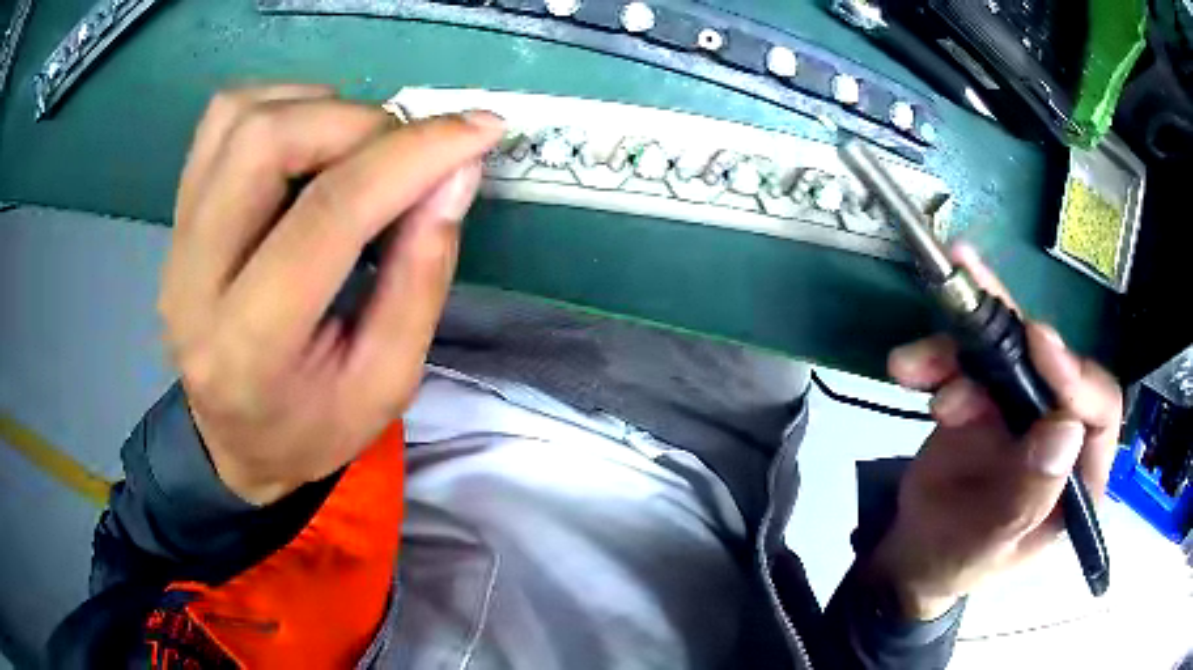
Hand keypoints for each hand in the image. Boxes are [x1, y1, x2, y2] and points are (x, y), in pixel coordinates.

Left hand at [159, 85, 503, 503]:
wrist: (235, 441)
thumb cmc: (314, 427)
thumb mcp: (389, 382)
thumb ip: (422, 276)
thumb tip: (456, 171)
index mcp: (250, 348)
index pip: (327, 216)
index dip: (411, 156)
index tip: (477, 131)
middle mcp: (192, 282)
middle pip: (266, 142)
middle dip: (359, 124)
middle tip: (405, 153)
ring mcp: (175, 241)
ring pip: (240, 116)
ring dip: (319, 109)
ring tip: (359, 149)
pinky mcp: (176, 214)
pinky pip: (224, 118)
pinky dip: (282, 105)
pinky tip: (311, 140)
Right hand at [867, 244, 1122, 619]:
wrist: (913, 555)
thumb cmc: (957, 563)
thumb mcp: (991, 545)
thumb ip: (1028, 499)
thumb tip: (1065, 430)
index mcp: (1079, 475)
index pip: (1100, 411)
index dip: (1076, 375)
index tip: (1038, 345)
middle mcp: (1060, 431)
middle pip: (1052, 365)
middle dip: (1011, 341)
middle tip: (973, 308)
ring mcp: (1025, 409)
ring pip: (1008, 351)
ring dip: (961, 347)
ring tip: (916, 364)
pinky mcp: (990, 397)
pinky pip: (970, 360)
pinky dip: (937, 357)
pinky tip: (908, 369)